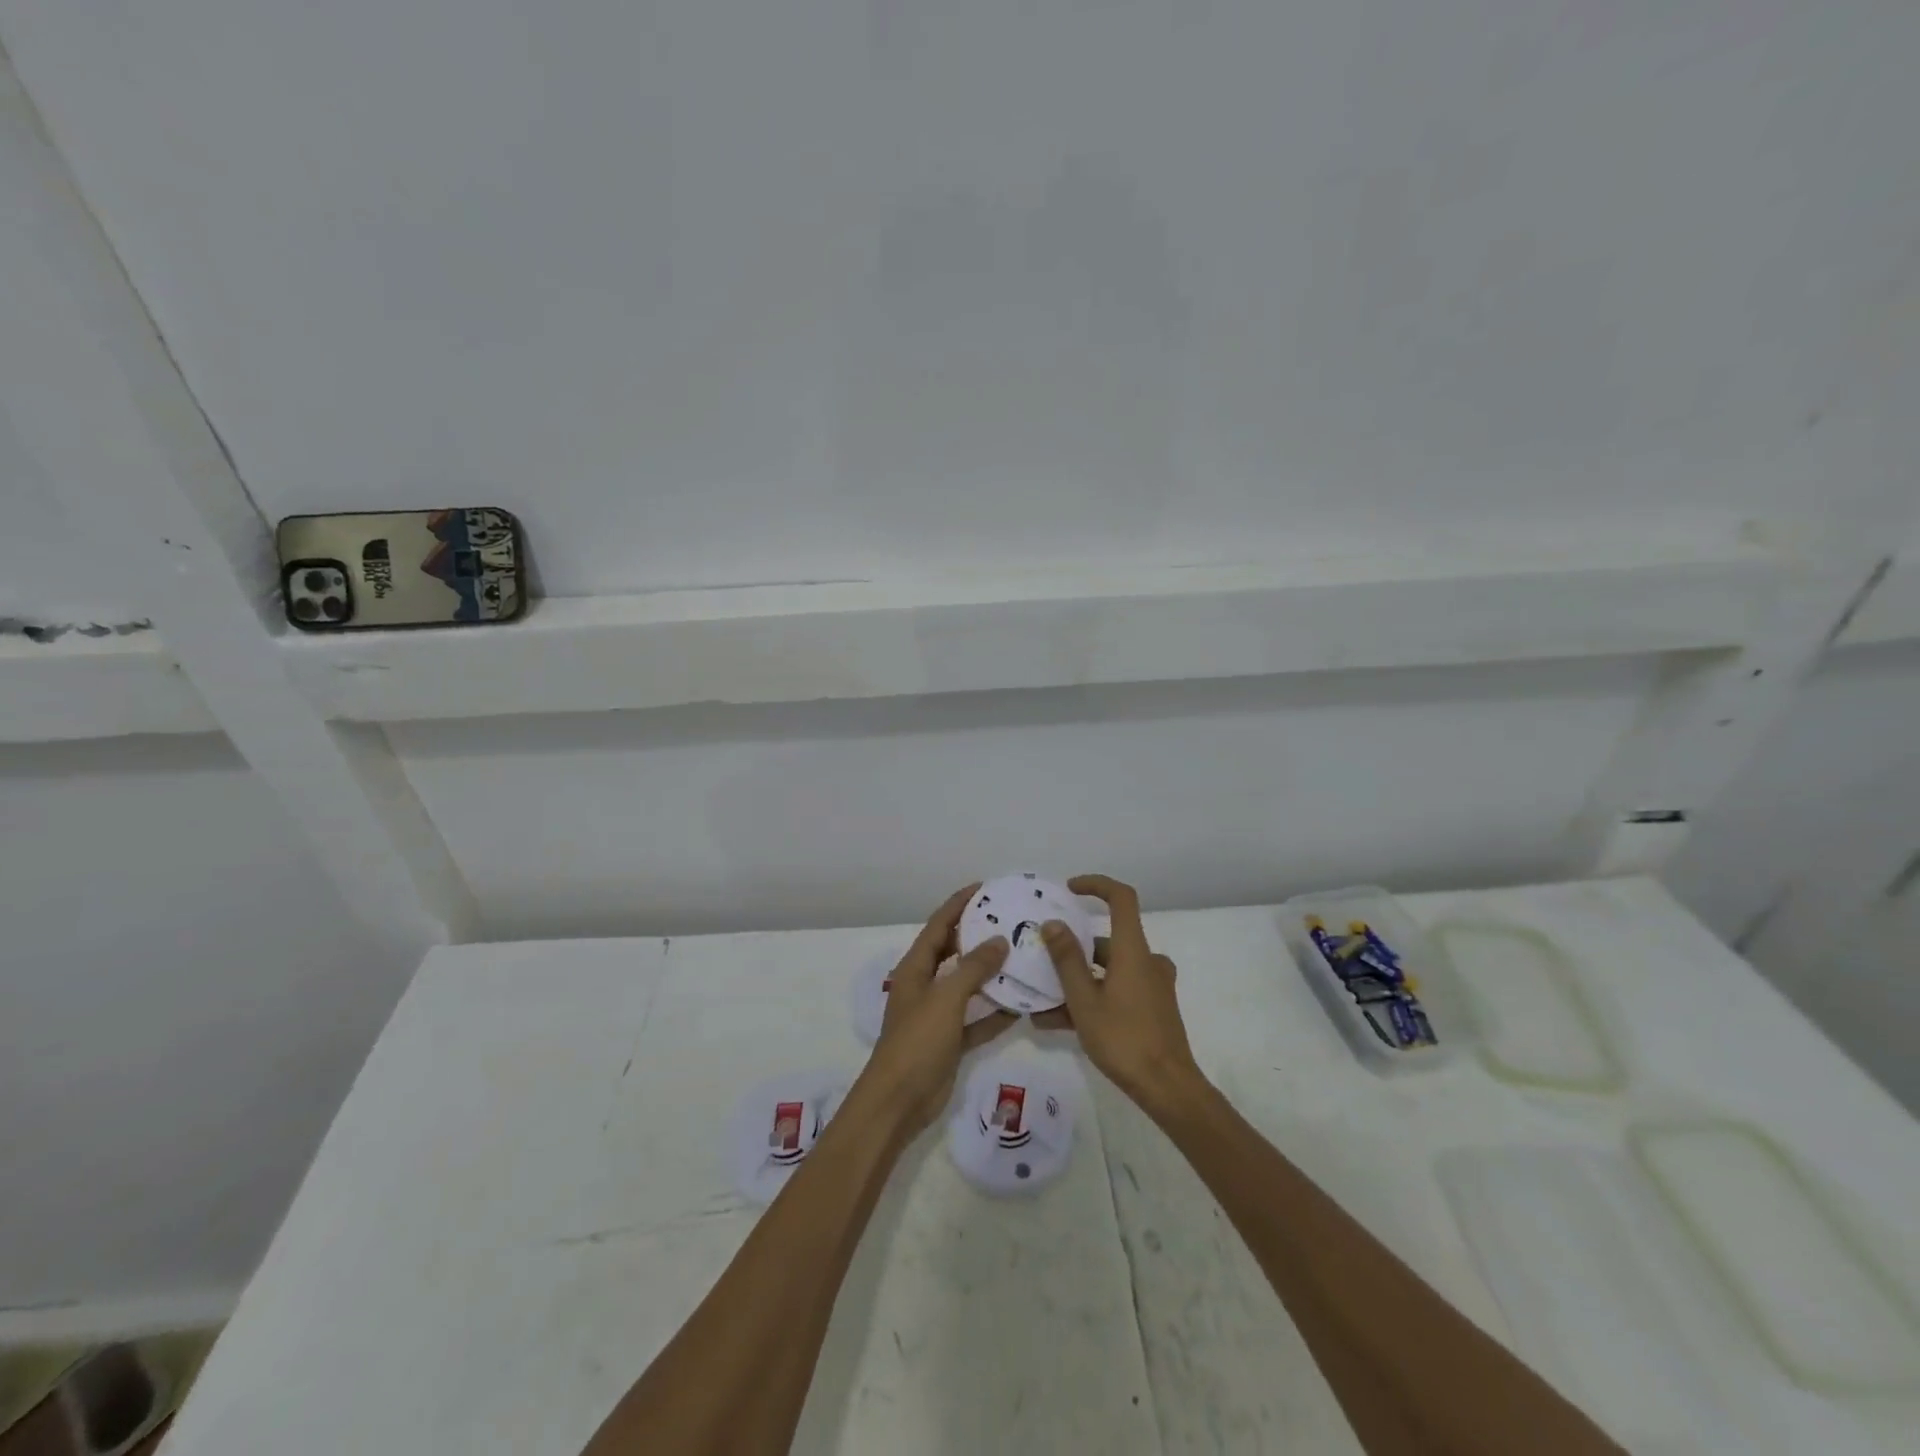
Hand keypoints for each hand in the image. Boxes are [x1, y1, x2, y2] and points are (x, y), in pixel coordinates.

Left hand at [856, 885, 1018, 1134]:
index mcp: (915, 968)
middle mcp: (925, 985)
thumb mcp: (946, 998)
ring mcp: (938, 1014)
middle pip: (953, 951)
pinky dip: (995, 1013)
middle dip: (978, 935)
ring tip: (1022, 956)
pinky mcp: (950, 1041)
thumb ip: (973, 968)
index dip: (958, 904)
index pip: (939, 926)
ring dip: (991, 974)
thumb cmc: (917, 1041)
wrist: (898, 1102)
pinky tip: (1022, 1006)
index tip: (984, 888)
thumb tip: (998, 940)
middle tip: (1010, 920)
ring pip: (968, 985)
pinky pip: (977, 1019)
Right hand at [1041, 874, 1204, 1116]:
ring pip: (1108, 970)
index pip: (1121, 898)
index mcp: (1133, 950)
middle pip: (1107, 940)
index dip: (1096, 885)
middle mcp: (1146, 960)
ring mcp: (1152, 986)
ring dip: (1076, 981)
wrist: (1168, 1088)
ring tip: (1041, 1002)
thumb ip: (1066, 960)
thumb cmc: (1124, 1039)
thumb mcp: (1084, 1000)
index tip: (1069, 890)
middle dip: (1072, 950)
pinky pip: (1116, 991)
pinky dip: (1091, 998)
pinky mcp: (1152, 1008)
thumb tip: (1052, 923)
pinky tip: (1058, 1022)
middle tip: (1042, 960)